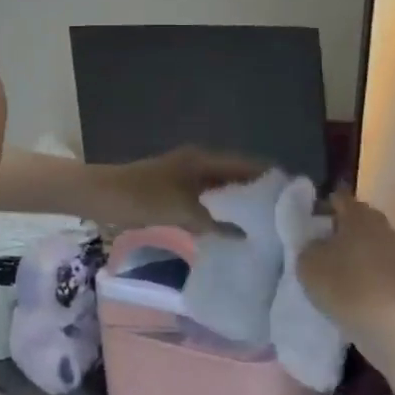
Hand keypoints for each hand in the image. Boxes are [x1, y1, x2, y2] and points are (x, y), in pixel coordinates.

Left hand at [86, 147, 268, 233]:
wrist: (101, 196)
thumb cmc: (143, 197)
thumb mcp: (183, 211)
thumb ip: (215, 223)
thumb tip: (246, 235)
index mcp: (202, 159)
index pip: (246, 165)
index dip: (268, 178)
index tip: (293, 197)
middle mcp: (197, 163)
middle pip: (234, 176)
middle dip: (255, 194)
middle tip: (281, 218)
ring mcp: (184, 176)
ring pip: (219, 190)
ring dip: (235, 205)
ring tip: (261, 227)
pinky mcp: (172, 191)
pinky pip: (203, 200)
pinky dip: (216, 212)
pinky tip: (227, 231)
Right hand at [295, 190, 394, 330]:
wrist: (392, 328)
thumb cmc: (344, 286)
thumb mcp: (307, 263)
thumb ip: (309, 246)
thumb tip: (319, 243)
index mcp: (359, 217)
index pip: (341, 198)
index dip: (325, 205)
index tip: (313, 219)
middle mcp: (385, 228)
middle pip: (363, 220)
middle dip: (346, 228)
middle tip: (327, 243)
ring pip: (377, 244)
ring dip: (363, 252)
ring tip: (345, 269)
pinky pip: (387, 268)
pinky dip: (375, 273)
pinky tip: (362, 289)